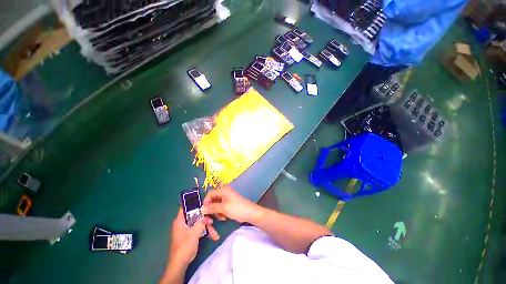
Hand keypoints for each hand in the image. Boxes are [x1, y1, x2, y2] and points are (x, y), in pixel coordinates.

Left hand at [169, 208, 219, 265]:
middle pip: (196, 216)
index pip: (185, 208)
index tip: (204, 203)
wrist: (180, 264)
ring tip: (215, 234)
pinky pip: (199, 230)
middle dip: (205, 219)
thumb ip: (200, 223)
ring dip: (207, 227)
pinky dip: (206, 232)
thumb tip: (205, 216)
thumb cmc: (184, 247)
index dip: (194, 204)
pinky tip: (213, 236)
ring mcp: (187, 229)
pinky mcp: (191, 235)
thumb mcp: (194, 234)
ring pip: (199, 223)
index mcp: (180, 221)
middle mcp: (183, 223)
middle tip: (211, 222)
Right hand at [202, 185, 259, 222]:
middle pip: (212, 200)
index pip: (210, 194)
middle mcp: (224, 192)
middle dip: (212, 209)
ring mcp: (226, 198)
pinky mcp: (228, 203)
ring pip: (216, 205)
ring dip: (217, 212)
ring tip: (222, 217)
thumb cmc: (237, 208)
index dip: (206, 202)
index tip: (204, 211)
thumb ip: (212, 208)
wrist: (249, 213)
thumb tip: (202, 209)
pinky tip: (225, 217)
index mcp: (223, 190)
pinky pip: (220, 208)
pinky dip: (220, 213)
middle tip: (211, 218)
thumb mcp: (223, 208)